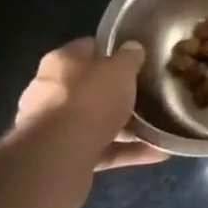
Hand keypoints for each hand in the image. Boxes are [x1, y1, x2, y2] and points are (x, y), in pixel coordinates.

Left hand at [10, 38, 168, 207]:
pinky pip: (99, 150)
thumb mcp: (121, 69)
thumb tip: (133, 49)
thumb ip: (129, 57)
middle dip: (116, 93)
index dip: (113, 51)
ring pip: (95, 122)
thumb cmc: (90, 99)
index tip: (137, 58)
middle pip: (90, 87)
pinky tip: (156, 152)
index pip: (89, 48)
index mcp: (61, 62)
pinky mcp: (60, 158)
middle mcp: (49, 91)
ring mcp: (52, 128)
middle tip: (147, 94)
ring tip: (158, 127)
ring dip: (124, 126)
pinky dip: (125, 151)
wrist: (57, 158)